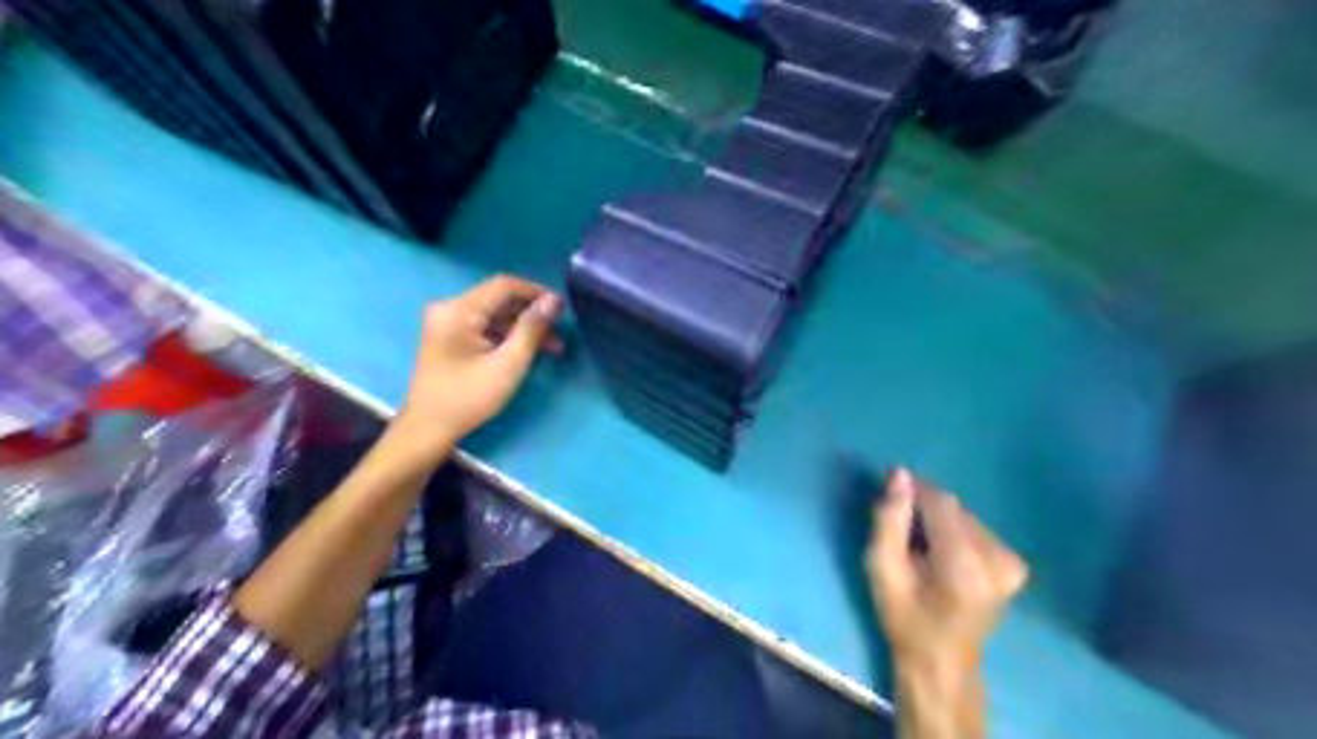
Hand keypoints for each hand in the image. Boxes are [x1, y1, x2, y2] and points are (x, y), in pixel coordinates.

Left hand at [386, 271, 557, 455]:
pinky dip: (506, 335)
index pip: (504, 285)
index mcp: (459, 310)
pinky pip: (483, 326)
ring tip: (552, 347)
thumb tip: (554, 301)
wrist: (427, 430)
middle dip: (532, 313)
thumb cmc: (468, 398)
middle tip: (560, 331)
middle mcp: (449, 308)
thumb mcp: (508, 364)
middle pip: (499, 299)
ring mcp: (446, 322)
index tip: (563, 308)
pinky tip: (527, 350)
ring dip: (522, 327)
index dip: (536, 292)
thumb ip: (532, 329)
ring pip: (493, 314)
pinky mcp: (448, 336)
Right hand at [874, 467, 1026, 738]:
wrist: (942, 662)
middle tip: (902, 532)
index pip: (941, 503)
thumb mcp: (882, 568)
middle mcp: (998, 558)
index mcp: (965, 564)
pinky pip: (976, 528)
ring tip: (921, 548)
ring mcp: (1012, 562)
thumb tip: (900, 474)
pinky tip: (943, 556)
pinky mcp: (1015, 564)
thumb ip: (889, 520)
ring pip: (964, 516)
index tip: (890, 496)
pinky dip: (955, 533)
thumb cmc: (905, 616)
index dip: (915, 492)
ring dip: (939, 521)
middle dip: (924, 511)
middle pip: (954, 508)